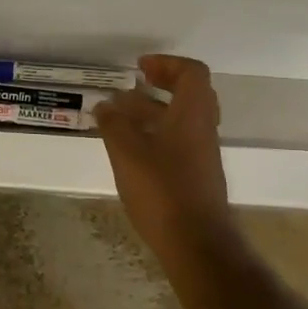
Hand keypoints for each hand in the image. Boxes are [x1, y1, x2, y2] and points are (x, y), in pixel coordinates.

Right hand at [93, 54, 231, 248]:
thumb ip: (114, 124)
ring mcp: (202, 154)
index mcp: (192, 115)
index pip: (191, 73)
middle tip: (132, 86)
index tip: (139, 68)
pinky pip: (178, 141)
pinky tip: (130, 148)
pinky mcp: (196, 176)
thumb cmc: (162, 190)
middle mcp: (203, 129)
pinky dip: (156, 134)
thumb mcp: (127, 152)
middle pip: (190, 94)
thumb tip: (104, 105)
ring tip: (119, 116)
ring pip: (182, 119)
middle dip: (160, 85)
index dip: (166, 64)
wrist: (196, 244)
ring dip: (154, 111)